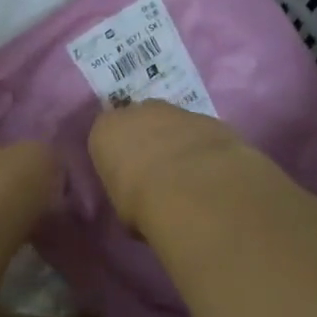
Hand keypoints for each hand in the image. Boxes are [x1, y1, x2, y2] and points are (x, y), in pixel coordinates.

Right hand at [88, 102, 263, 233]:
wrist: (194, 190)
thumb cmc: (141, 201)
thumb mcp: (121, 205)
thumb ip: (125, 191)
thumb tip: (136, 200)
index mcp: (106, 131)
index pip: (106, 137)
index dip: (117, 157)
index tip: (126, 177)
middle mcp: (138, 112)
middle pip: (139, 122)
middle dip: (146, 141)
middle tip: (157, 173)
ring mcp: (176, 111)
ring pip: (172, 124)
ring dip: (177, 142)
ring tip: (188, 175)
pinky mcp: (209, 119)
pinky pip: (200, 133)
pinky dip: (203, 148)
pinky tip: (211, 172)